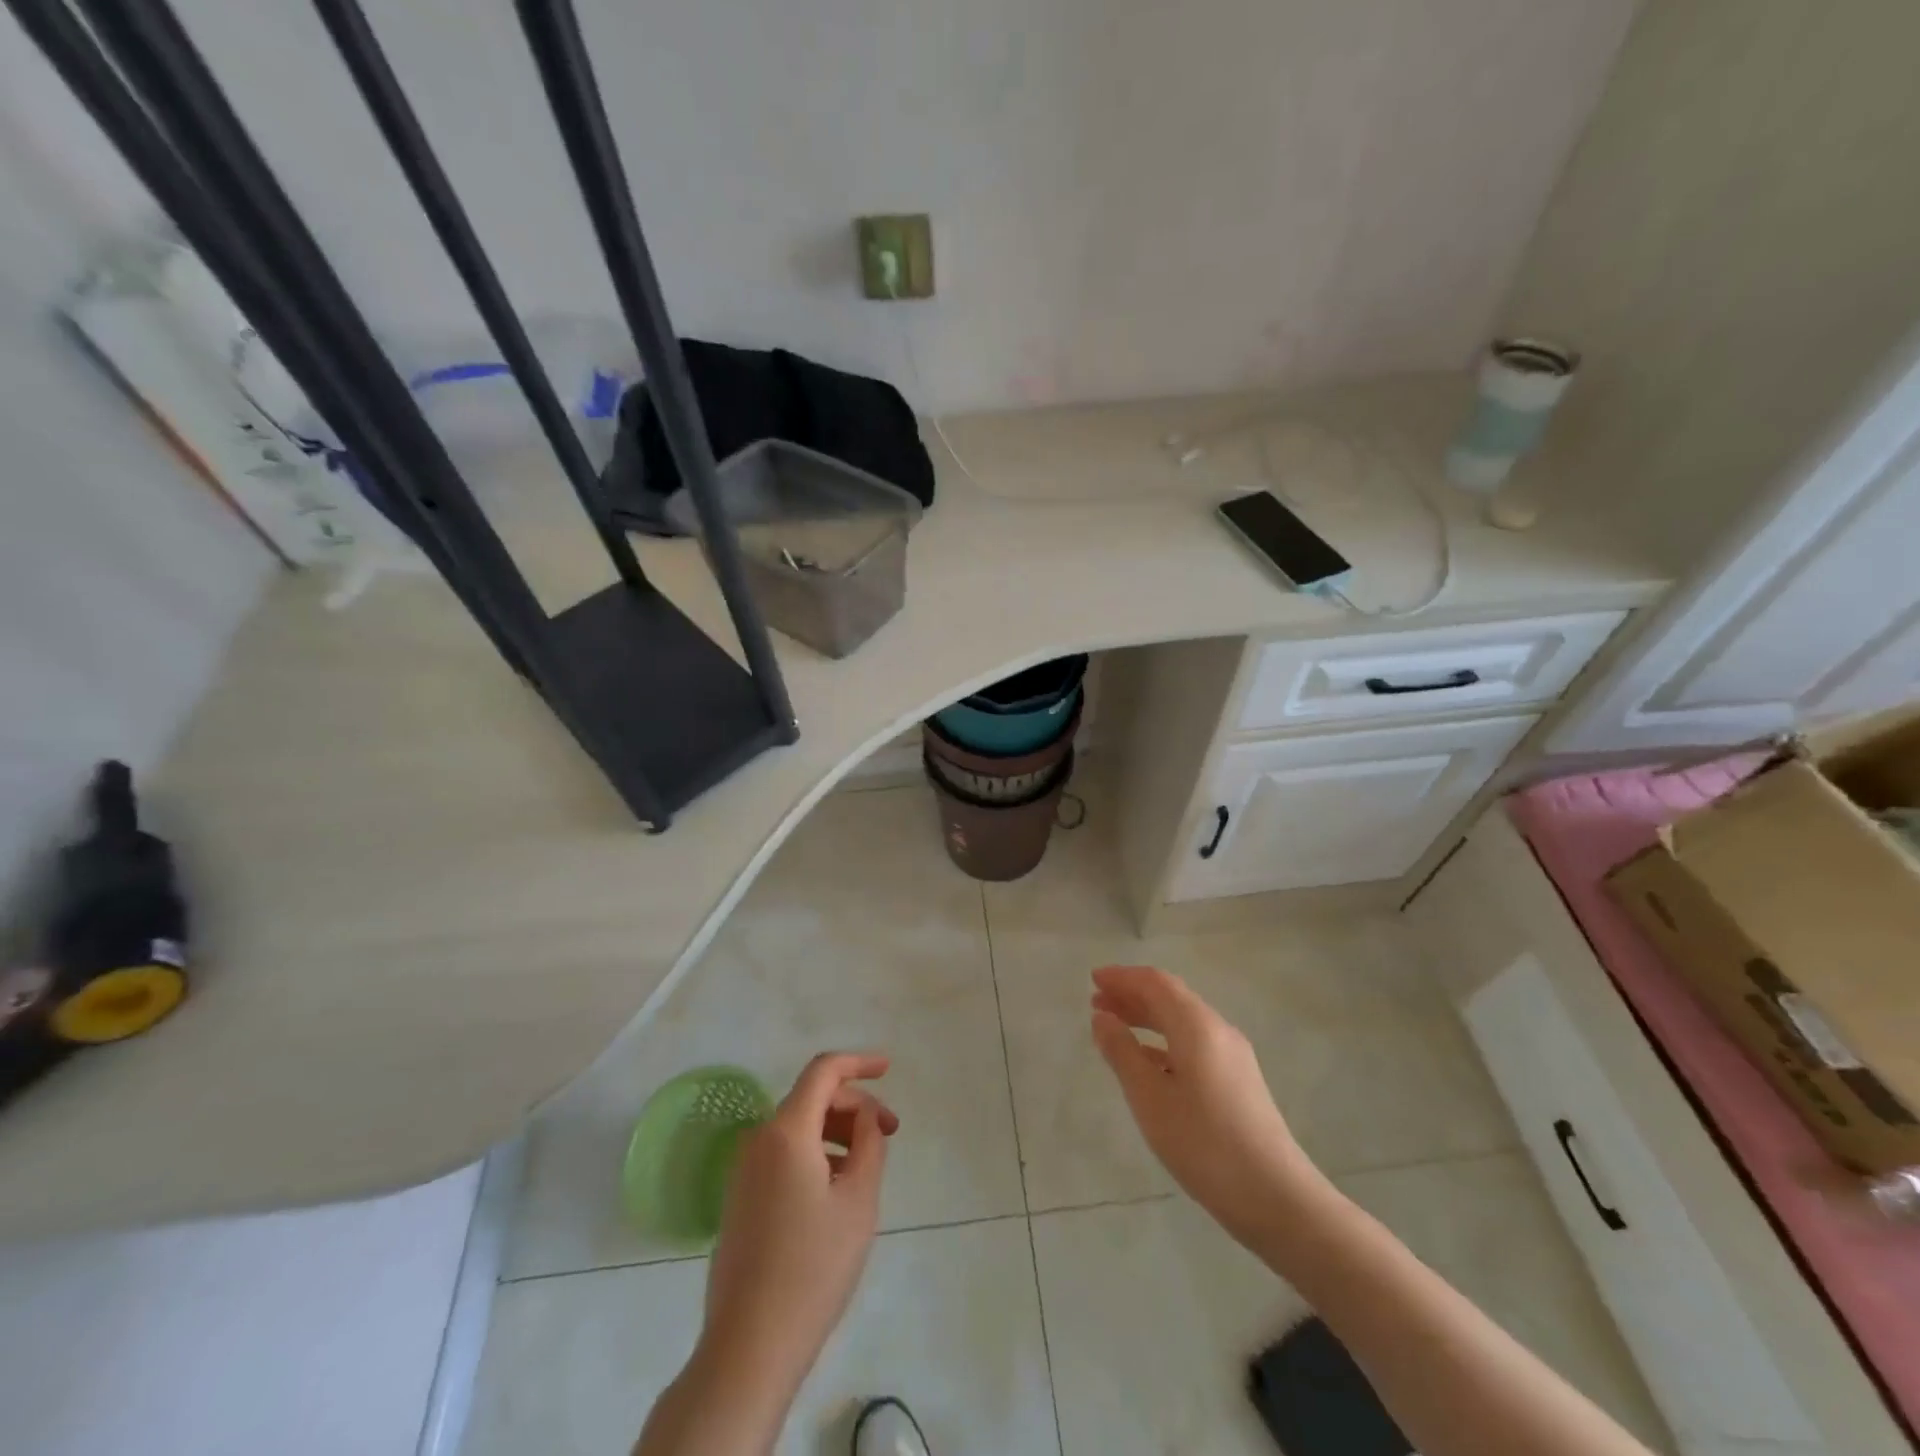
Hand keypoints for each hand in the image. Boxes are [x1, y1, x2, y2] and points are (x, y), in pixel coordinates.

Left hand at [700, 1053, 898, 1393]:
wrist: (749, 1345)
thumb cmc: (813, 1267)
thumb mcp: (858, 1200)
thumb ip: (869, 1143)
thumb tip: (865, 1115)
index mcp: (786, 1131)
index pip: (823, 1071)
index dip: (859, 1063)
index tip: (889, 1069)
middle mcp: (759, 1139)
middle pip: (812, 1098)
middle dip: (854, 1105)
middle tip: (889, 1133)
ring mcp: (744, 1169)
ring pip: (798, 1126)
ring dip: (836, 1130)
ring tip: (867, 1164)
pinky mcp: (740, 1196)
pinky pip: (783, 1152)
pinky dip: (815, 1152)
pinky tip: (836, 1186)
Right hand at [1090, 965, 1328, 1248]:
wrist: (1276, 1197)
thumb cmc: (1204, 1143)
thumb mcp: (1150, 1097)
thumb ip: (1122, 1052)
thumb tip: (1102, 1018)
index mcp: (1197, 1025)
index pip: (1155, 983)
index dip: (1122, 977)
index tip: (1093, 979)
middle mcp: (1218, 1030)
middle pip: (1170, 997)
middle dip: (1132, 995)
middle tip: (1097, 1003)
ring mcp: (1232, 1056)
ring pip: (1182, 1021)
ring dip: (1147, 1017)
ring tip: (1115, 1028)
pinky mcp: (1238, 1080)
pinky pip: (1194, 1043)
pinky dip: (1164, 1041)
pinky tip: (1147, 1061)